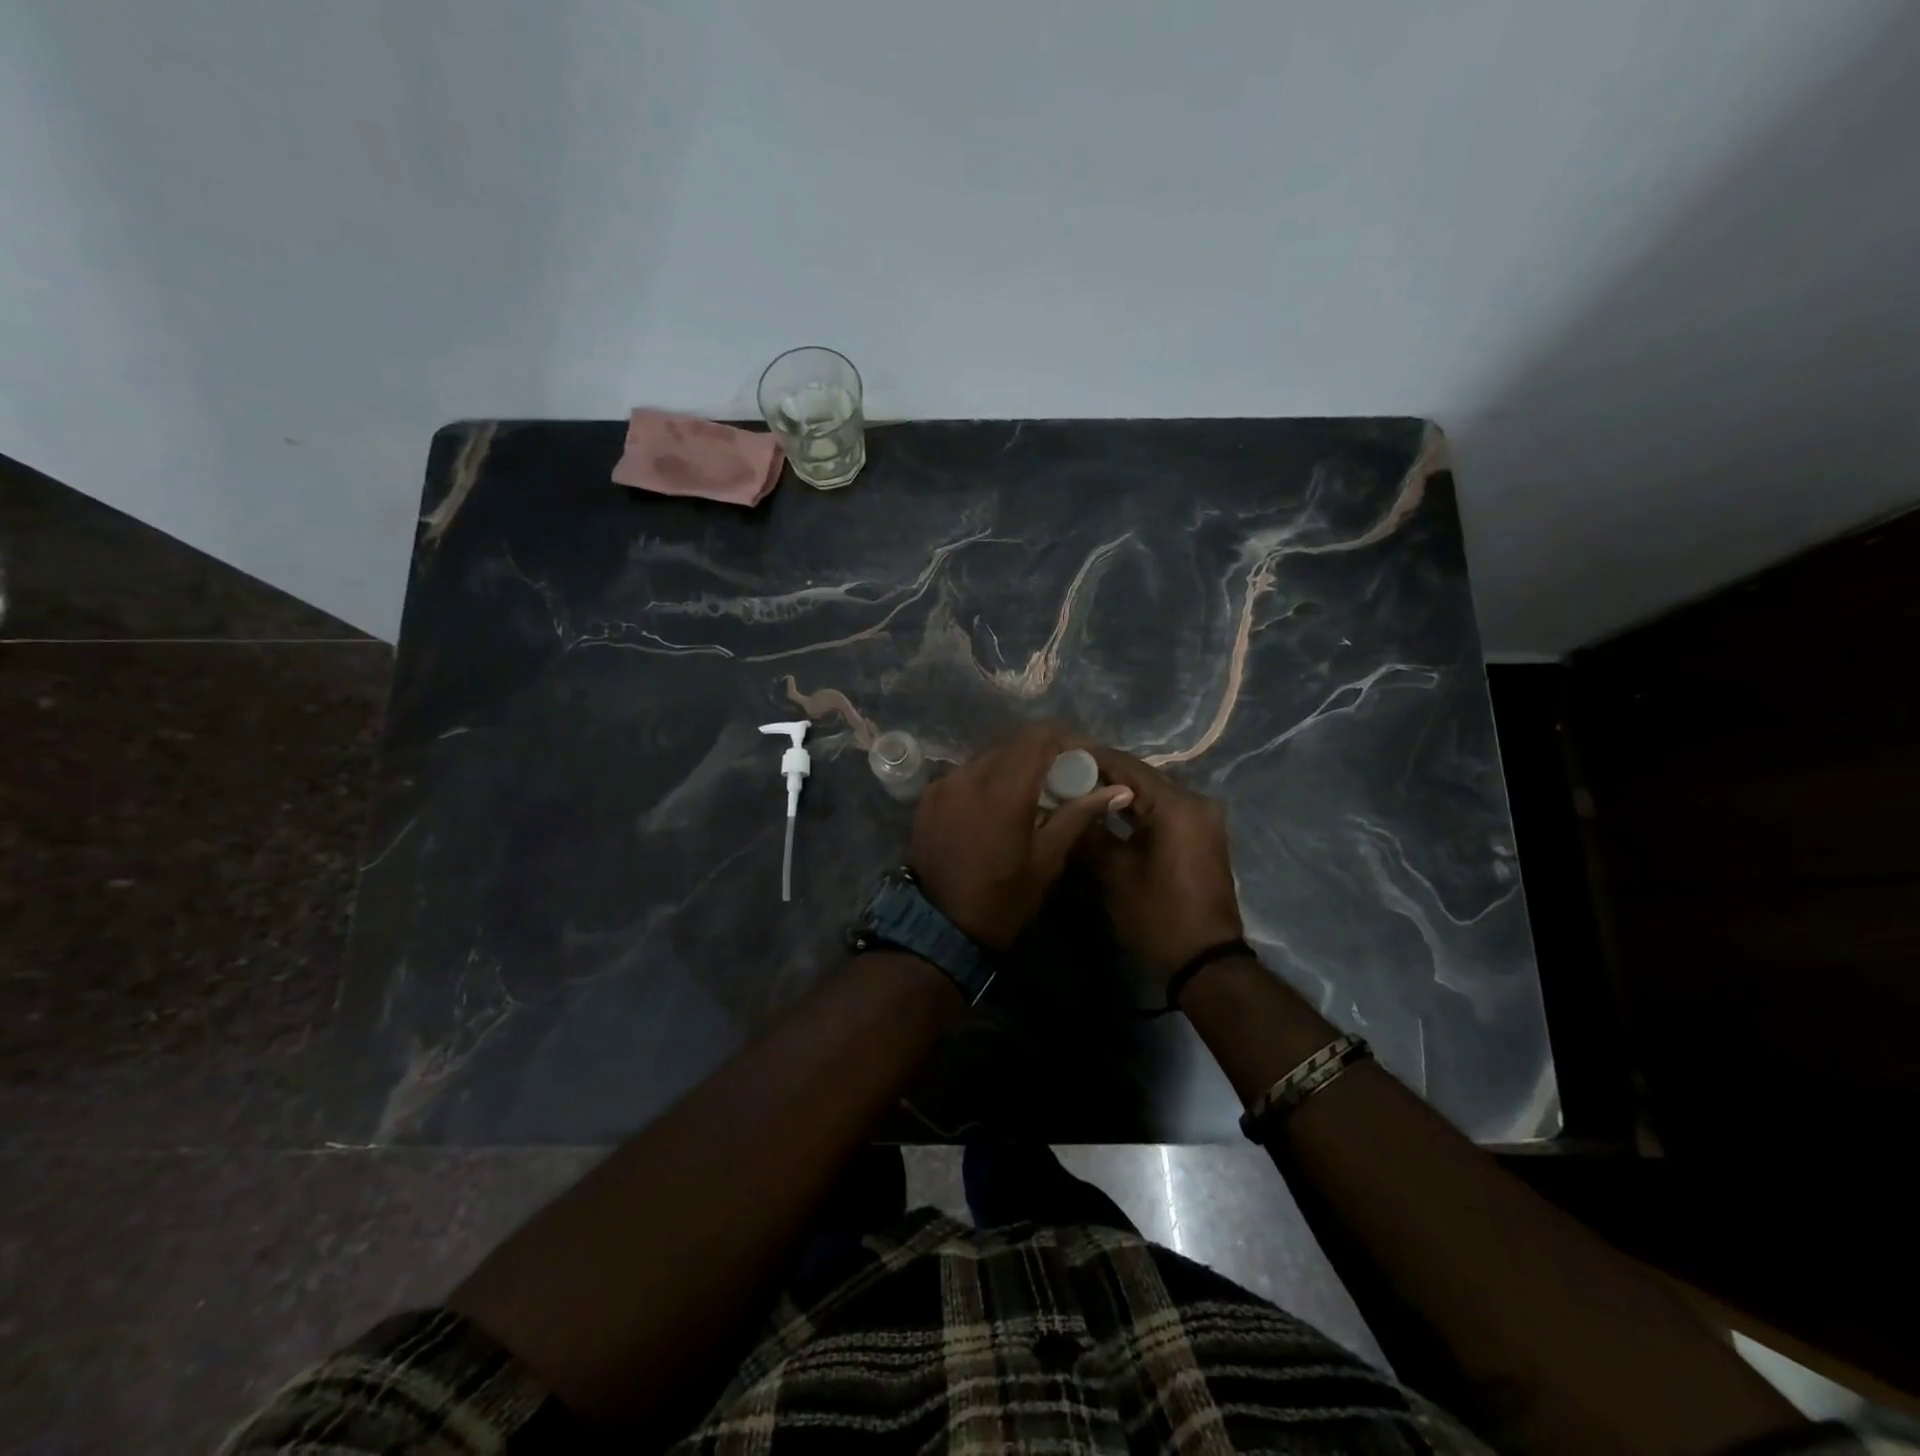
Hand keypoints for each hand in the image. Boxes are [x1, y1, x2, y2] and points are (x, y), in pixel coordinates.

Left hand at [908, 724, 1132, 949]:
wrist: (940, 929)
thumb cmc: (1003, 899)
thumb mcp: (1047, 860)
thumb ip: (1078, 815)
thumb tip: (1118, 790)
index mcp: (1003, 789)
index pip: (1038, 738)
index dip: (1065, 740)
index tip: (1083, 758)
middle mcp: (969, 775)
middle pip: (1012, 746)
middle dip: (1041, 755)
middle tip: (1062, 779)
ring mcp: (943, 784)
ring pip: (987, 759)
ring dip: (1012, 768)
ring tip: (1029, 795)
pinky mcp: (928, 798)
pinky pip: (964, 776)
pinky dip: (985, 782)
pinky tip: (994, 807)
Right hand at [1079, 744, 1244, 989]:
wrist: (1206, 960)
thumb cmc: (1158, 915)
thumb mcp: (1115, 874)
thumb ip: (1089, 832)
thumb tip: (1064, 806)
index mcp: (1175, 805)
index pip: (1125, 765)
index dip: (1089, 758)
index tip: (1056, 755)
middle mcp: (1194, 801)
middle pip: (1140, 775)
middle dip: (1101, 774)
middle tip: (1062, 774)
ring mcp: (1202, 817)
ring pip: (1151, 792)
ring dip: (1118, 791)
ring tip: (1078, 791)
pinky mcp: (1201, 833)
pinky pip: (1163, 809)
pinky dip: (1136, 808)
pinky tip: (1107, 812)